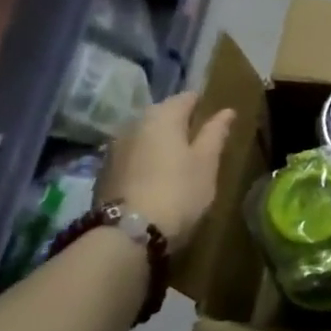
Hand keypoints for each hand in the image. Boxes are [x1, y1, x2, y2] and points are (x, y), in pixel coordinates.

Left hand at [97, 92, 234, 248]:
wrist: (128, 233)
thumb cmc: (179, 191)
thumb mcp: (206, 163)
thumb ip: (215, 134)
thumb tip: (226, 111)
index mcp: (162, 115)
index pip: (186, 97)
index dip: (203, 104)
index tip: (215, 118)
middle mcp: (134, 123)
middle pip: (162, 115)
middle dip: (180, 124)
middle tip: (200, 143)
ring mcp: (115, 147)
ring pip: (145, 136)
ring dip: (160, 144)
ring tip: (179, 162)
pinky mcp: (104, 171)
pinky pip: (132, 156)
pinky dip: (145, 160)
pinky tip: (156, 178)